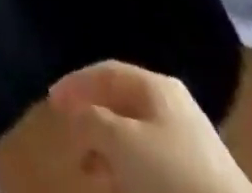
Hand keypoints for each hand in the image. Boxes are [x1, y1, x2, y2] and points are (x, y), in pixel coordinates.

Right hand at [49, 62, 251, 192]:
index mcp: (156, 86)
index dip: (75, 84)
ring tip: (91, 173)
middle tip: (69, 139)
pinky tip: (120, 189)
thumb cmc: (171, 178)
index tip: (51, 104)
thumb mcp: (119, 142)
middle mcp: (174, 108)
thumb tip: (77, 116)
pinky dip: (131, 174)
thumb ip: (89, 120)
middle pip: (122, 104)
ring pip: (137, 139)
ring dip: (110, 152)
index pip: (106, 72)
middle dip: (93, 121)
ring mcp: (191, 147)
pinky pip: (154, 167)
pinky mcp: (200, 183)